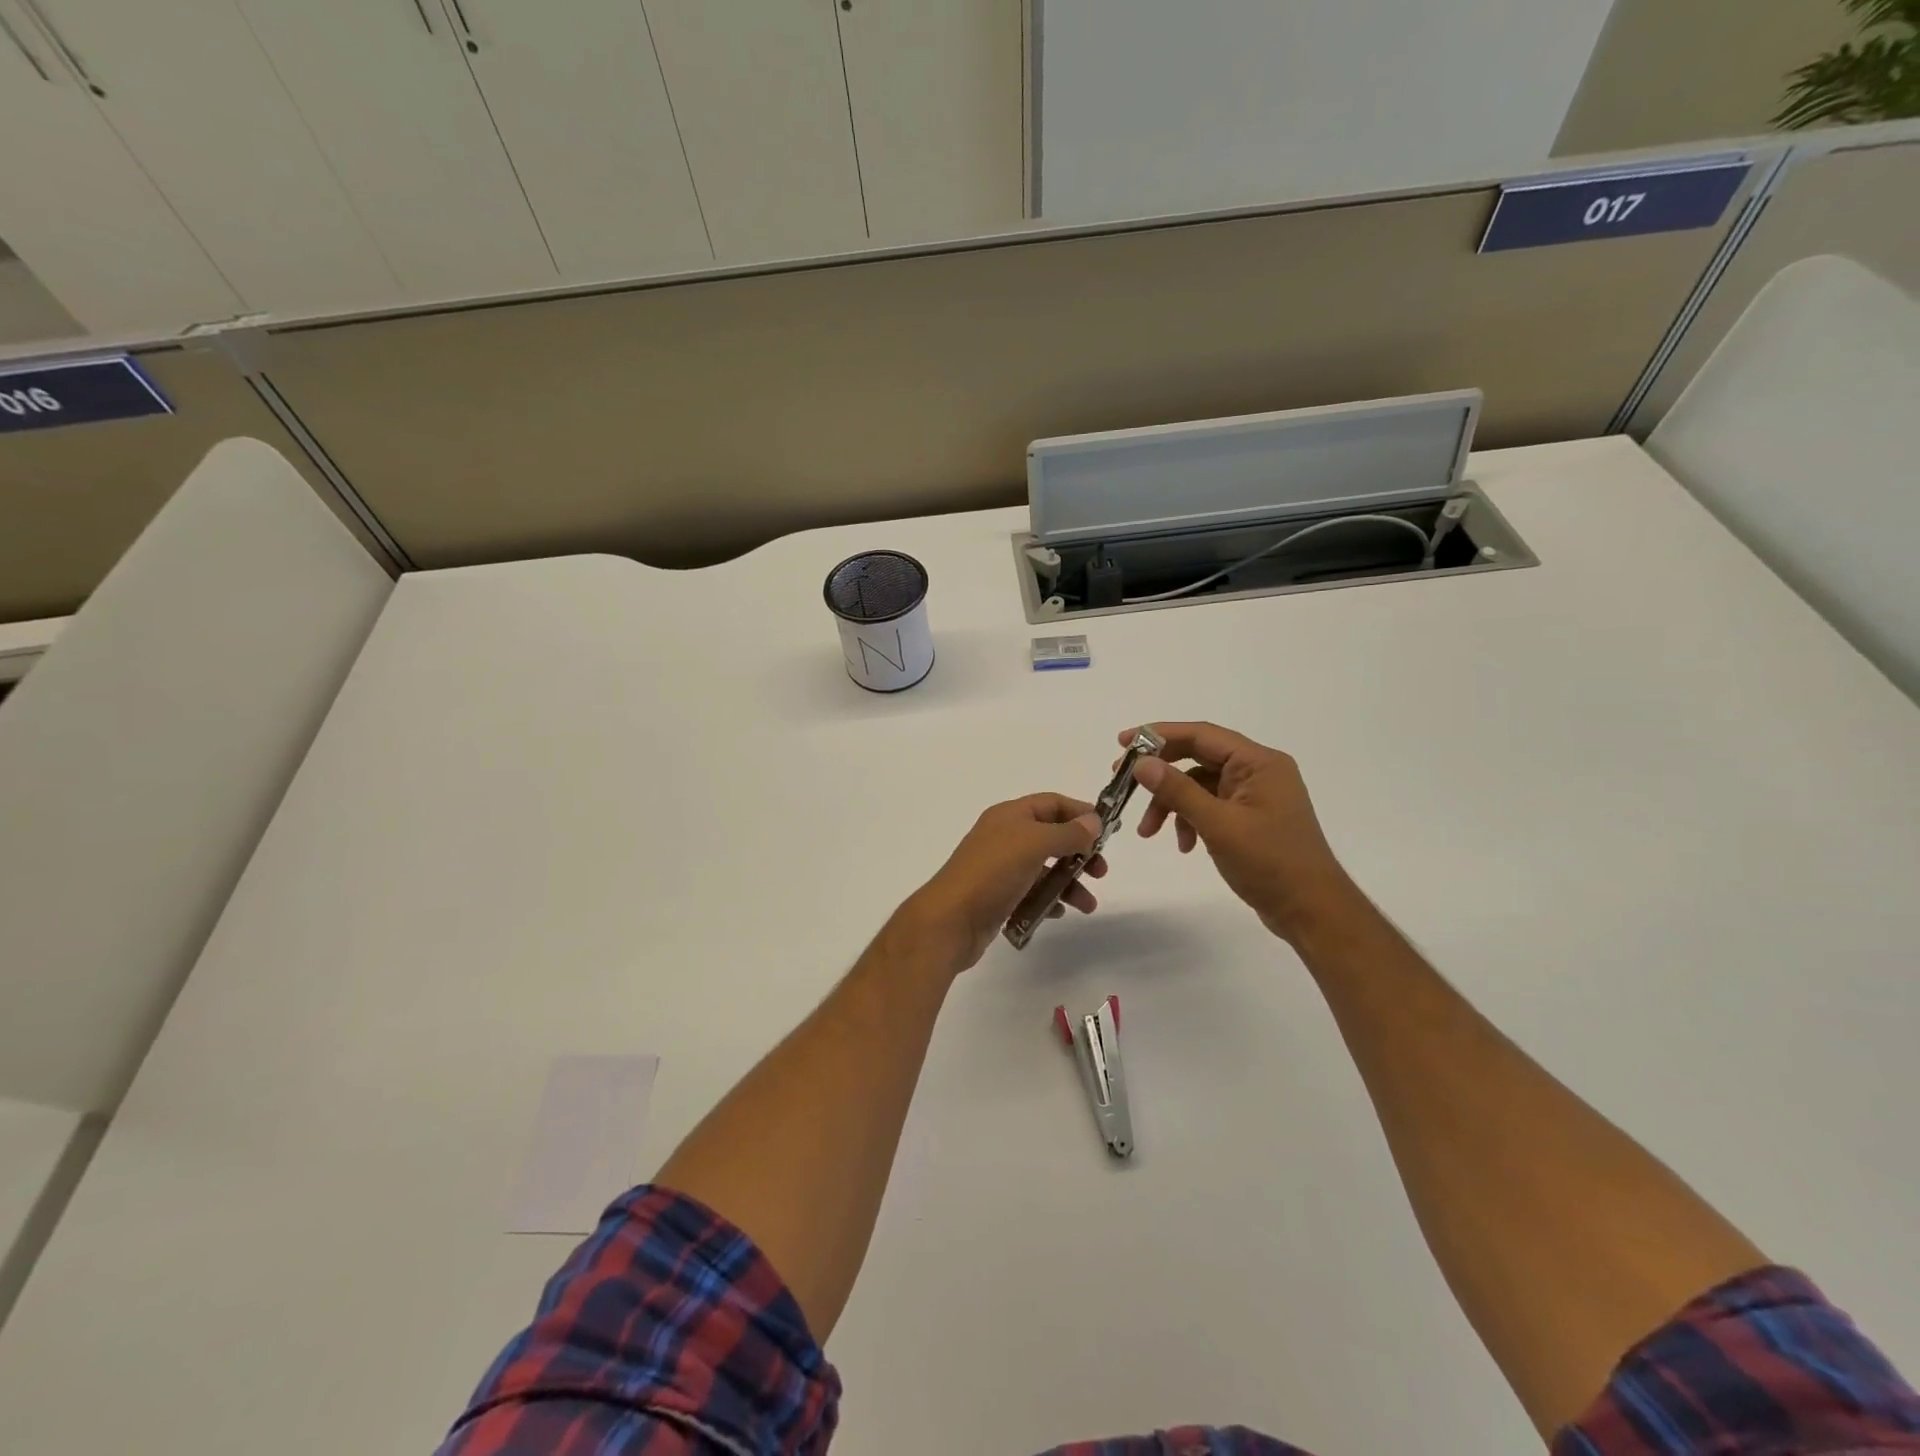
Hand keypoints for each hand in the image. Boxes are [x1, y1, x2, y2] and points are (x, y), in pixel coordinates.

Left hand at [895, 794, 1105, 974]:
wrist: (950, 921)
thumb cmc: (992, 873)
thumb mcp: (1033, 844)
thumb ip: (1067, 833)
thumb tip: (1093, 821)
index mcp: (1009, 816)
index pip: (1051, 803)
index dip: (1080, 813)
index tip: (1107, 832)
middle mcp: (1004, 837)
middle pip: (1051, 837)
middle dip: (1079, 852)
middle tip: (1100, 872)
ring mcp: (1000, 869)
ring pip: (1044, 869)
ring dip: (1069, 883)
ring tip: (1087, 905)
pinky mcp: (999, 897)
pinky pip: (1032, 893)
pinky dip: (1049, 900)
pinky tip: (1058, 912)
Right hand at [1122, 721, 1359, 943]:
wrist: (1312, 911)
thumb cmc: (1270, 863)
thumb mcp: (1218, 825)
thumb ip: (1178, 791)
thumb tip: (1142, 763)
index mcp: (1258, 762)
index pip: (1201, 735)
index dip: (1158, 735)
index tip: (1122, 743)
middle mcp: (1257, 771)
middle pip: (1197, 757)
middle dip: (1160, 773)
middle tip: (1123, 782)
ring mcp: (1253, 796)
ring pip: (1198, 785)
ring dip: (1171, 804)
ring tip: (1148, 832)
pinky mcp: (1249, 818)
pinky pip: (1209, 806)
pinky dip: (1189, 820)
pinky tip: (1184, 845)